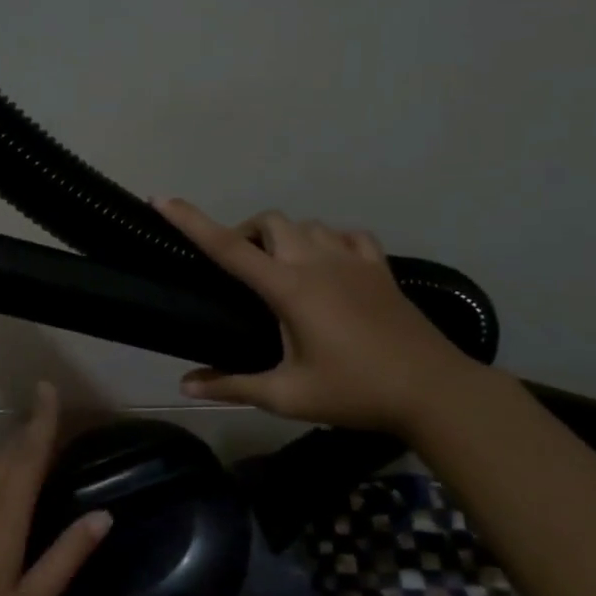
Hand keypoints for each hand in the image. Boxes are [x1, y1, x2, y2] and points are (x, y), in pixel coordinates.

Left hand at [0, 382, 110, 595]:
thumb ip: (66, 556)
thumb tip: (103, 515)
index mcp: (4, 516)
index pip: (28, 455)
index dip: (41, 419)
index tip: (47, 386)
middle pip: (6, 457)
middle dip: (29, 431)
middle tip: (50, 414)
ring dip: (11, 452)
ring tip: (32, 444)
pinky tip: (0, 490)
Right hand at [154, 197, 484, 435]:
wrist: (432, 390)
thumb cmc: (355, 392)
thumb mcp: (288, 395)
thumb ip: (233, 385)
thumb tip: (185, 384)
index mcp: (290, 288)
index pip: (229, 248)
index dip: (192, 222)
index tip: (163, 199)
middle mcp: (318, 261)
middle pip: (272, 222)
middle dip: (247, 233)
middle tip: (241, 270)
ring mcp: (353, 260)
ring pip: (308, 224)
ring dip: (286, 237)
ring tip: (281, 270)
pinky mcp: (379, 268)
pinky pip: (346, 235)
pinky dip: (328, 241)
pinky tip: (328, 265)